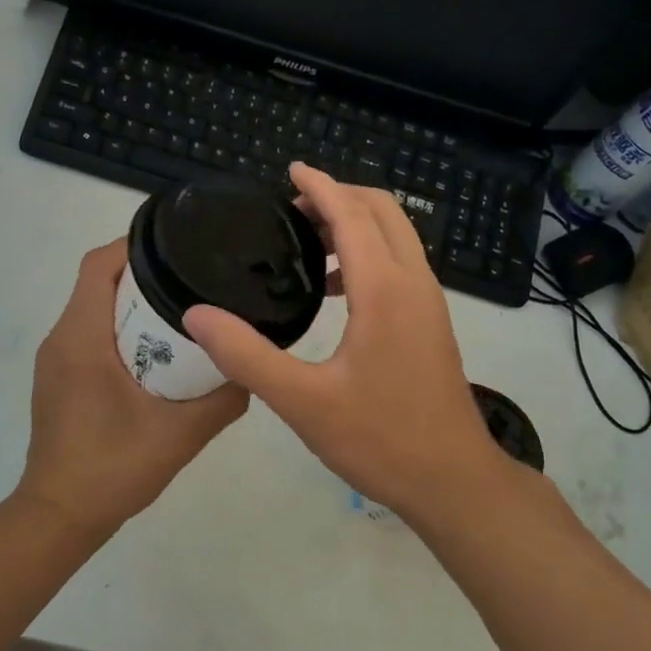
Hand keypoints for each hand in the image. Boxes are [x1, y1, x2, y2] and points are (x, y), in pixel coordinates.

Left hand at [18, 239, 247, 537]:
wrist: (59, 517)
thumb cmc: (113, 468)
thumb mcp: (181, 434)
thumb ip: (223, 399)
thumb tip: (252, 369)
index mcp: (82, 337)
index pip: (99, 265)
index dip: (135, 246)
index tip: (178, 247)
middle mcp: (61, 338)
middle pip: (98, 283)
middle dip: (143, 274)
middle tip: (192, 282)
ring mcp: (54, 361)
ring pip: (92, 309)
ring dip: (131, 304)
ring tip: (180, 314)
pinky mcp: (58, 381)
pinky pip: (88, 335)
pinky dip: (118, 330)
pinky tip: (154, 356)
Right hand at [184, 163, 507, 523]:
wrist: (453, 480)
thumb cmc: (380, 439)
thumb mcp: (303, 402)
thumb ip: (247, 356)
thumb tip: (197, 315)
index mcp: (386, 290)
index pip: (352, 215)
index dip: (320, 186)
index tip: (290, 170)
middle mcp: (414, 283)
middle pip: (383, 212)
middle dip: (340, 196)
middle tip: (292, 207)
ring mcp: (429, 303)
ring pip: (397, 237)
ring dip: (356, 223)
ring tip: (307, 241)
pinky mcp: (431, 323)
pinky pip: (400, 264)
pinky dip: (369, 253)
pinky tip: (336, 289)